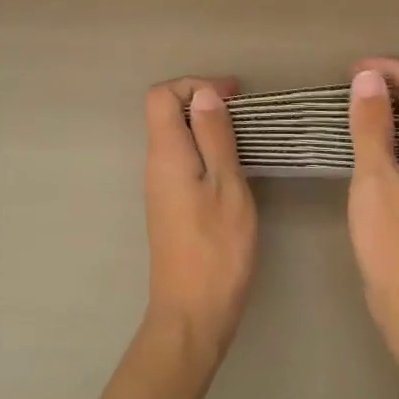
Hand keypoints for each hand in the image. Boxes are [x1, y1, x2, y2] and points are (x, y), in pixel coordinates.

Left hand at [143, 76, 258, 360]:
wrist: (192, 313)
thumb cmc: (217, 249)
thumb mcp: (227, 186)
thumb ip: (214, 137)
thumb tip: (203, 94)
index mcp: (166, 154)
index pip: (161, 95)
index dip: (194, 85)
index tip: (233, 96)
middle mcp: (155, 165)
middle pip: (166, 113)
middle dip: (203, 101)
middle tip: (243, 113)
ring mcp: (160, 187)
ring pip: (175, 136)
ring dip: (206, 127)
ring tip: (244, 137)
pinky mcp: (170, 205)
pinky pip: (181, 160)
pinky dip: (205, 150)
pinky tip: (232, 167)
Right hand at [347, 58, 398, 338]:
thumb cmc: (393, 237)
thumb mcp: (374, 176)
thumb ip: (371, 125)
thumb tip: (369, 78)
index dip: (393, 70)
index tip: (355, 68)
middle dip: (394, 85)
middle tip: (353, 83)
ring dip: (393, 111)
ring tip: (357, 108)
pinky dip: (393, 137)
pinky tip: (370, 149)